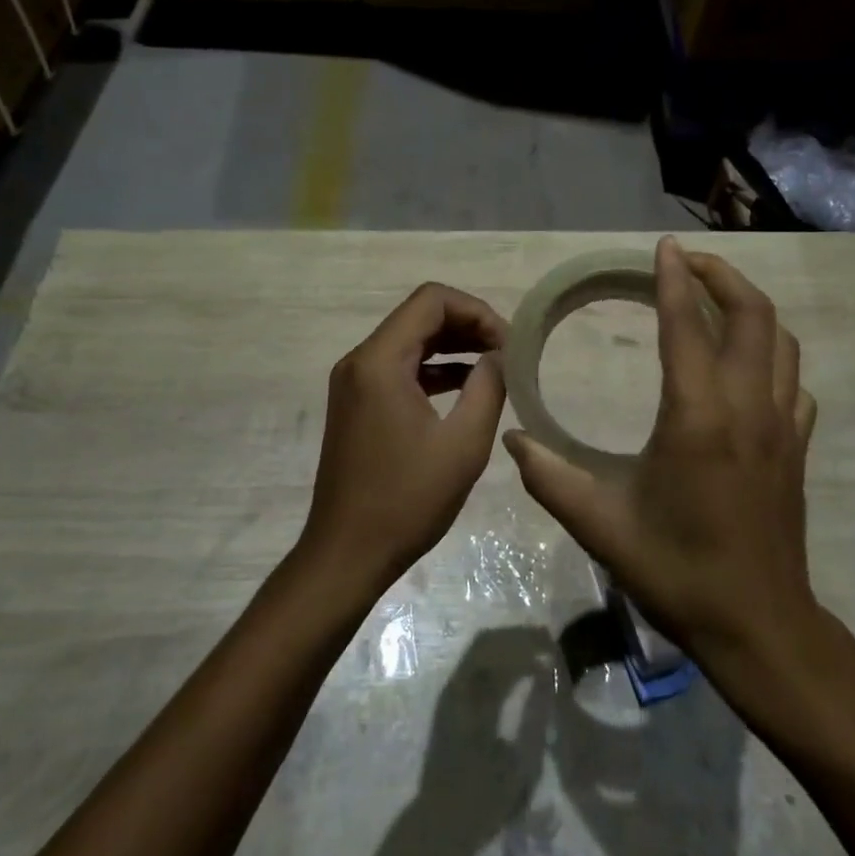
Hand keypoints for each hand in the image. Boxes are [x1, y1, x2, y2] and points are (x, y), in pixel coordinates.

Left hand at [301, 283, 508, 590]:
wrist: (346, 555)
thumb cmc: (406, 500)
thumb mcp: (463, 444)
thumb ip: (489, 387)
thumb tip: (501, 356)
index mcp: (379, 361)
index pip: (432, 300)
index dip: (476, 311)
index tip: (508, 343)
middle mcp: (360, 361)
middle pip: (419, 316)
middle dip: (468, 326)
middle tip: (507, 352)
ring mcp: (354, 383)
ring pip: (410, 341)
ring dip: (453, 346)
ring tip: (496, 366)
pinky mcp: (357, 404)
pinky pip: (399, 368)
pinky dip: (434, 369)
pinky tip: (467, 387)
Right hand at [505, 238, 818, 668]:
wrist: (759, 626)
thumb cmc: (678, 570)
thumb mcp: (600, 525)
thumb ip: (549, 476)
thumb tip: (511, 437)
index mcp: (698, 417)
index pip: (687, 325)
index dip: (673, 279)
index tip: (664, 247)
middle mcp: (748, 408)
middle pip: (753, 315)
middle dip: (723, 276)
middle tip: (688, 263)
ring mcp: (783, 426)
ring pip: (781, 342)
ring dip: (750, 309)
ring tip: (715, 301)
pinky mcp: (798, 447)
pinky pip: (793, 381)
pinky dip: (771, 356)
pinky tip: (745, 368)